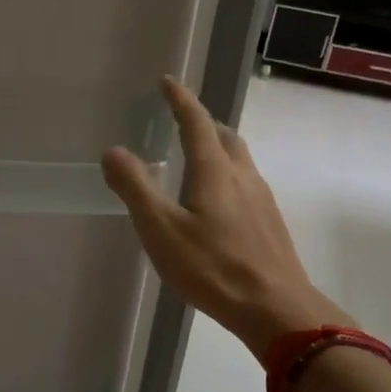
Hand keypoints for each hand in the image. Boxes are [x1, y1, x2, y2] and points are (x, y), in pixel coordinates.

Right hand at [102, 77, 350, 362]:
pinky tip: (217, 202)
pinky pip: (246, 182)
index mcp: (215, 170)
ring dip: (217, 147)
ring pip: (239, 159)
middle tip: (181, 120)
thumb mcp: (161, 230)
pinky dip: (227, 174)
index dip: (180, 99)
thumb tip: (113, 151)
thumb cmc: (213, 268)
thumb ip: (136, 188)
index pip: (196, 122)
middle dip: (202, 121)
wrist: (277, 310)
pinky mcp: (269, 223)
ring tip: (196, 157)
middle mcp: (242, 176)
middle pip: (224, 136)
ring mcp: (262, 199)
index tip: (167, 82)